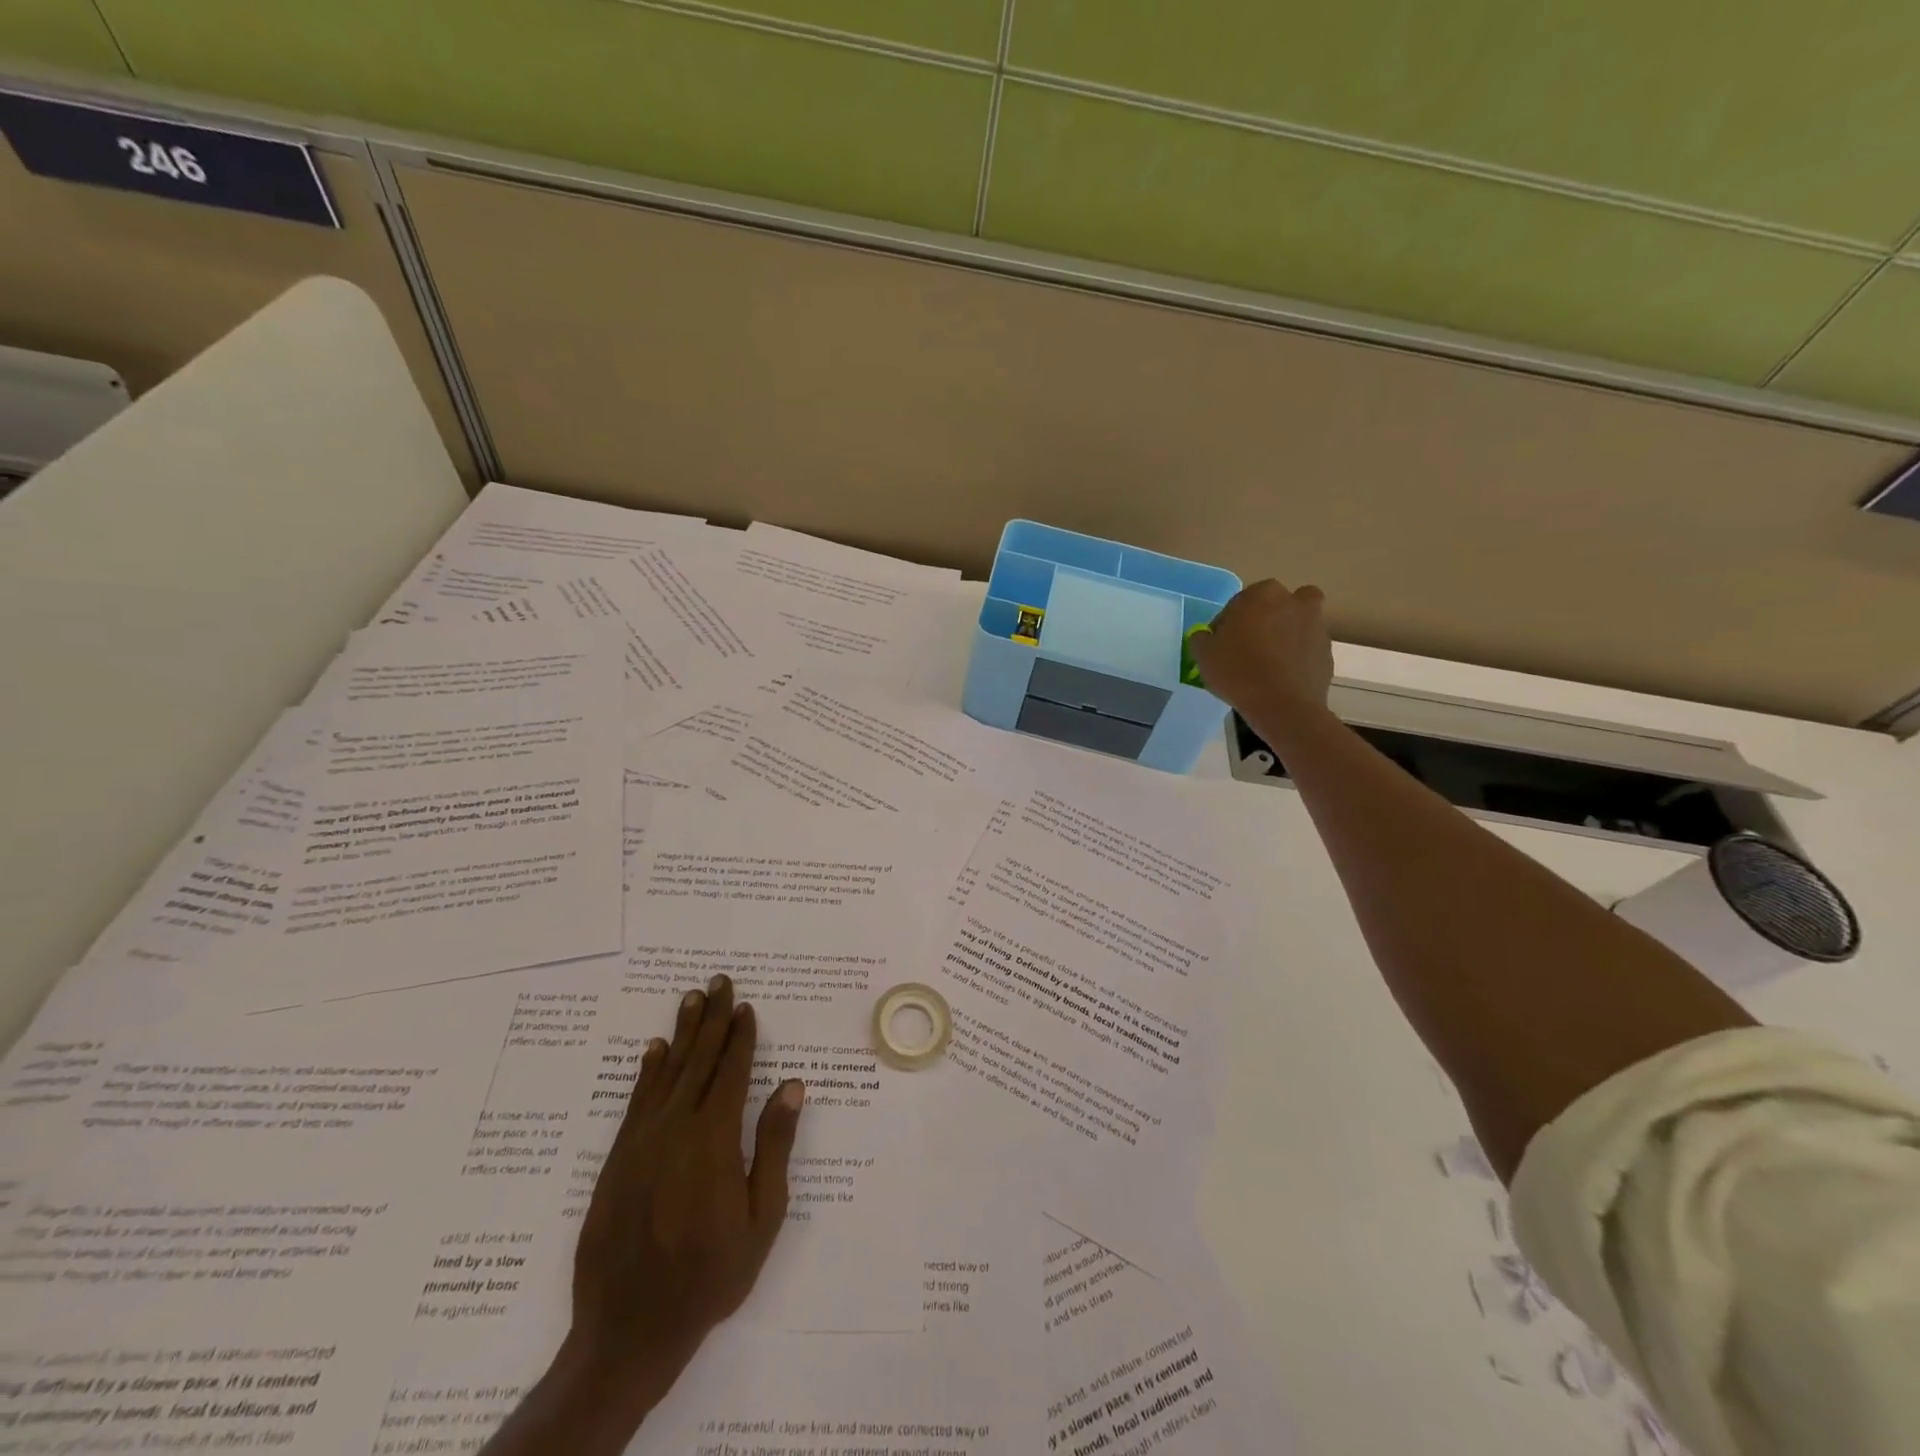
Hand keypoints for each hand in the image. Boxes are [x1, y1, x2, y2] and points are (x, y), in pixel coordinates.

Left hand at [482, 975, 803, 1455]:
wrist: (629, 1328)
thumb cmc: (710, 1274)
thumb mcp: (762, 1218)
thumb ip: (775, 1147)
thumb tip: (792, 1086)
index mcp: (714, 1139)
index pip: (731, 1072)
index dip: (740, 1037)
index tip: (746, 1006)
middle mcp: (676, 1127)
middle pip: (698, 1060)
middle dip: (711, 1018)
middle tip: (718, 980)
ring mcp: (641, 1141)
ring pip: (666, 1071)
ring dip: (681, 1031)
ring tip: (691, 998)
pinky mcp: (617, 1158)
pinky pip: (636, 1100)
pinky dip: (647, 1070)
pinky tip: (654, 1050)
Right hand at [1190, 579, 1333, 726]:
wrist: (1282, 705)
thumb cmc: (1238, 671)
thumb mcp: (1204, 654)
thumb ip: (1202, 638)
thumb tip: (1207, 636)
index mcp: (1264, 594)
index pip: (1240, 601)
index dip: (1228, 622)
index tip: (1221, 643)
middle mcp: (1296, 602)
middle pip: (1276, 606)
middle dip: (1264, 620)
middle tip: (1248, 647)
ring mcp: (1317, 627)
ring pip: (1296, 625)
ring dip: (1284, 637)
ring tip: (1266, 665)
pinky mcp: (1327, 653)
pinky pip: (1306, 650)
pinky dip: (1296, 659)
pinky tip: (1280, 679)